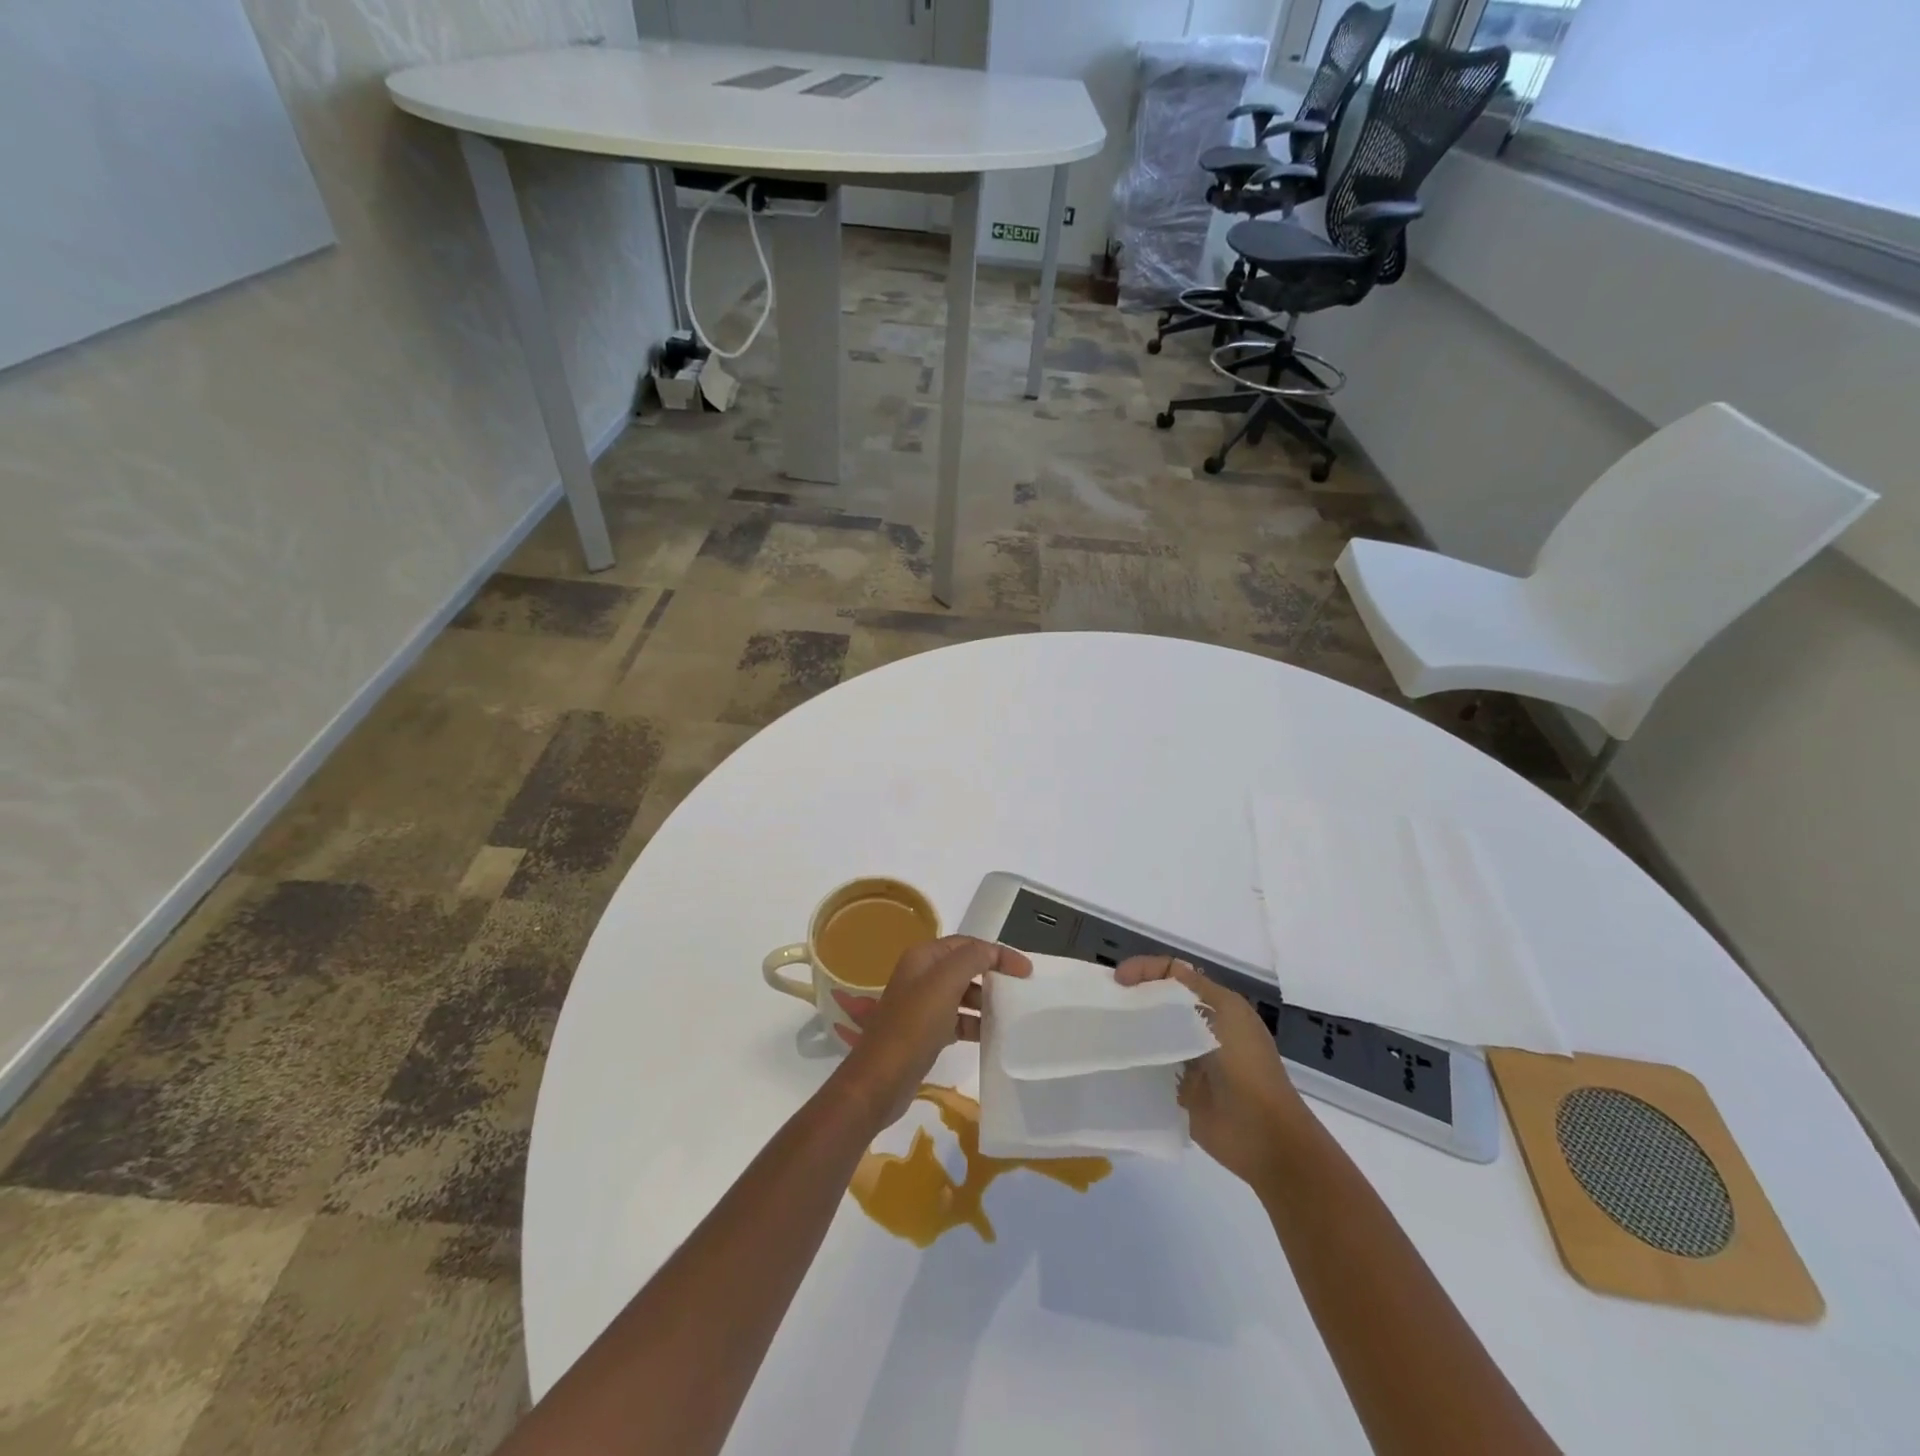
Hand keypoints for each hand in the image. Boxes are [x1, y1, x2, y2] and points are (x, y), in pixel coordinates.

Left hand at [833, 936, 1032, 1126]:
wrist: (880, 1081)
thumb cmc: (913, 1027)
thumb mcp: (944, 984)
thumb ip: (971, 959)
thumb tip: (992, 952)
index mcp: (924, 957)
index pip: (967, 944)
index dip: (997, 953)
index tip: (1027, 971)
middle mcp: (921, 975)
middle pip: (965, 966)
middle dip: (993, 975)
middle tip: (1021, 990)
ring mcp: (922, 1004)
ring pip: (963, 994)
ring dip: (986, 1001)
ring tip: (1010, 1014)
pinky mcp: (926, 1032)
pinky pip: (958, 1019)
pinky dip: (975, 1023)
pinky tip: (991, 1036)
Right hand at [1115, 956, 1307, 1186]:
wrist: (1262, 1133)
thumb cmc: (1246, 1065)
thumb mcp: (1226, 1012)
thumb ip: (1194, 988)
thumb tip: (1161, 973)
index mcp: (1216, 1006)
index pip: (1174, 974)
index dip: (1145, 970)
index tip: (1118, 980)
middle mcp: (1200, 1028)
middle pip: (1159, 1003)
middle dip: (1133, 997)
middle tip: (1104, 1003)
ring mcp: (1187, 1060)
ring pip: (1151, 1034)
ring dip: (1130, 1029)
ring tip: (1103, 1029)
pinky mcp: (1176, 1090)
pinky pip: (1149, 1068)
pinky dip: (1133, 1061)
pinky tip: (1114, 1059)